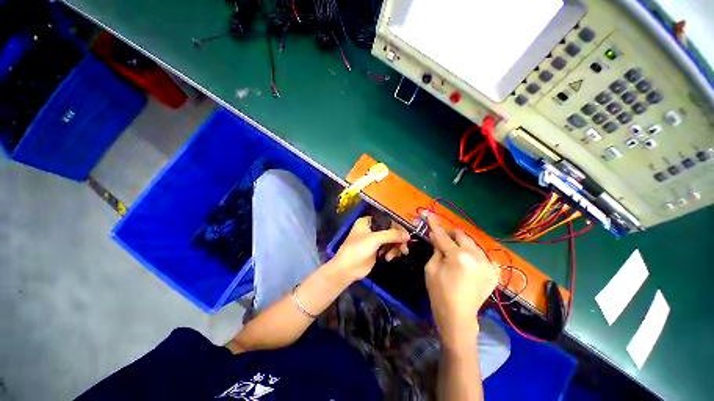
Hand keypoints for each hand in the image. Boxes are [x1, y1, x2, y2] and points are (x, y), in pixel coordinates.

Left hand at [331, 216, 410, 282]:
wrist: (347, 269)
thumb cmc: (358, 249)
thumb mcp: (375, 239)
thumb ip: (392, 235)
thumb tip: (408, 235)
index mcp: (368, 221)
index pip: (387, 220)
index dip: (397, 227)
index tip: (406, 236)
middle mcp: (371, 229)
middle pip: (390, 231)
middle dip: (397, 240)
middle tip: (403, 248)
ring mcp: (374, 240)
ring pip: (391, 240)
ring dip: (395, 247)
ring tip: (394, 255)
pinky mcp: (376, 250)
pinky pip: (388, 248)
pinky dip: (391, 252)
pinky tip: (388, 258)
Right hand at [424, 214, 497, 346]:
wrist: (458, 317)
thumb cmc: (439, 293)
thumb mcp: (431, 268)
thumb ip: (436, 249)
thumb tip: (435, 235)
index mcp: (458, 257)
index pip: (443, 235)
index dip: (435, 224)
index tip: (429, 214)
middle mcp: (476, 257)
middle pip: (461, 235)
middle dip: (451, 234)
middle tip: (442, 238)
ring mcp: (488, 264)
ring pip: (472, 244)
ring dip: (461, 244)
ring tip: (453, 251)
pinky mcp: (493, 272)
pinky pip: (480, 255)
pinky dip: (471, 254)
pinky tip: (464, 262)